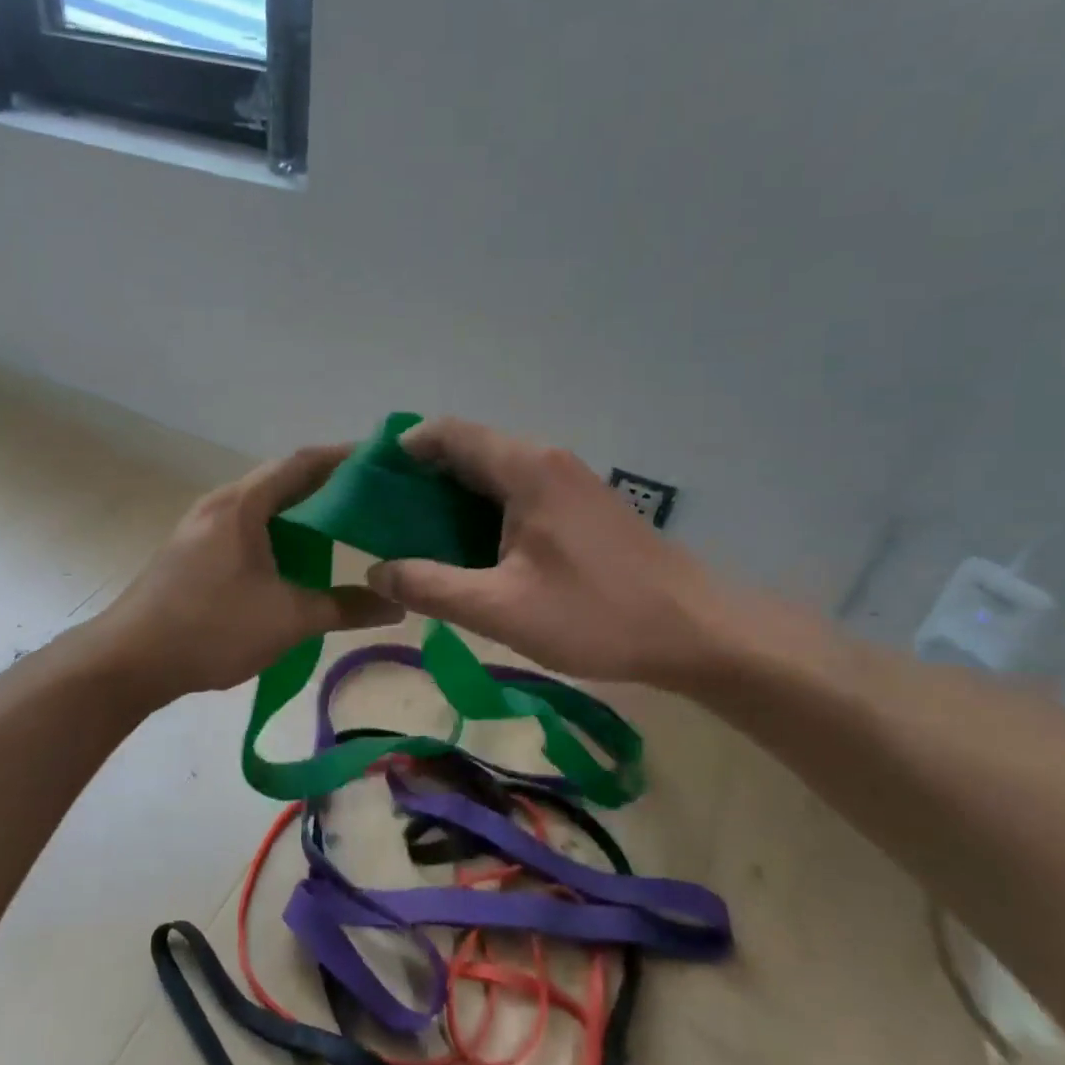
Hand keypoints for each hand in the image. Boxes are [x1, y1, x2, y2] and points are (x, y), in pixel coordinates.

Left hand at [79, 446, 403, 706]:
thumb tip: (396, 605)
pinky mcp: (193, 550)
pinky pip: (247, 525)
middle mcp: (221, 503)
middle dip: (328, 483)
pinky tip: (298, 555)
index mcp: (243, 504)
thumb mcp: (287, 619)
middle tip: (374, 495)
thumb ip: (344, 608)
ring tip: (344, 523)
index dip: (344, 457)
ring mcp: (202, 526)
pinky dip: (279, 530)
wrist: (127, 661)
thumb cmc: (211, 629)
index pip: (302, 463)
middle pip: (282, 479)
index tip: (382, 460)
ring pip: (263, 504)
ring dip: (301, 509)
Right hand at [366, 418, 736, 688]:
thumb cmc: (597, 614)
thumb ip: (431, 587)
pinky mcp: (581, 506)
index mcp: (524, 468)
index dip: (403, 449)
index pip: (448, 433)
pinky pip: (517, 493)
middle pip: (468, 451)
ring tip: (417, 540)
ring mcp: (568, 481)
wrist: (696, 631)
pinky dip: (483, 512)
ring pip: (493, 475)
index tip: (369, 483)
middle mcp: (545, 460)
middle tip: (384, 520)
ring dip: (452, 500)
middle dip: (421, 480)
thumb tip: (377, 571)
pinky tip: (472, 552)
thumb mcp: (501, 609)